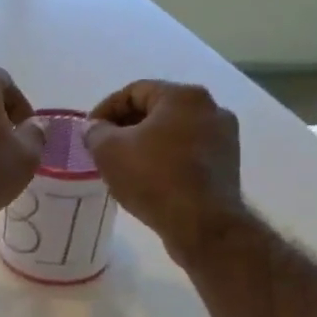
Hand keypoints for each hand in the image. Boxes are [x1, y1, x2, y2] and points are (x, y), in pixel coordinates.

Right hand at [84, 81, 244, 260]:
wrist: (202, 224)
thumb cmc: (153, 178)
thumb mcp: (108, 151)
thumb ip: (95, 132)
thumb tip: (95, 128)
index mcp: (183, 96)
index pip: (134, 91)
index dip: (105, 109)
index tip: (89, 132)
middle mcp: (210, 108)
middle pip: (157, 109)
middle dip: (126, 126)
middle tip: (103, 147)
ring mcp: (224, 137)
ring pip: (173, 131)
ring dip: (147, 143)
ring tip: (124, 164)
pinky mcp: (227, 164)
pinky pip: (188, 152)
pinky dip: (166, 158)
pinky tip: (149, 178)